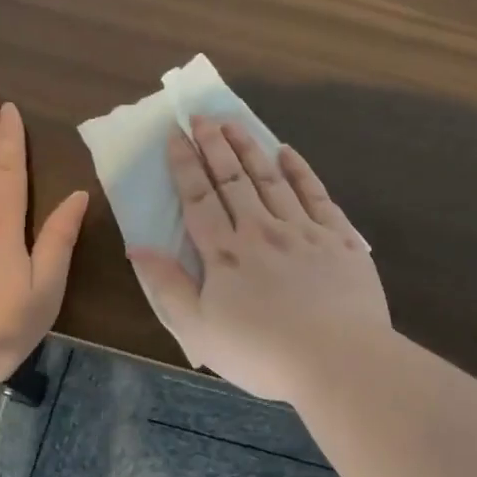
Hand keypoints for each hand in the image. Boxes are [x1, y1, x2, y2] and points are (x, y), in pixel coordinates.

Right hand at [128, 117, 389, 401]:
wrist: (337, 360)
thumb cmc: (262, 353)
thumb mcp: (199, 331)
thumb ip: (167, 287)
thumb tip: (137, 248)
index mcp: (225, 254)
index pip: (199, 200)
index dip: (185, 166)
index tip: (175, 136)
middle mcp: (261, 231)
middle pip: (233, 180)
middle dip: (214, 146)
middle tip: (201, 116)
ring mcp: (303, 231)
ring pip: (271, 179)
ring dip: (250, 148)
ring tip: (234, 123)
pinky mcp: (339, 238)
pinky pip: (316, 194)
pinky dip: (300, 171)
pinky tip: (288, 152)